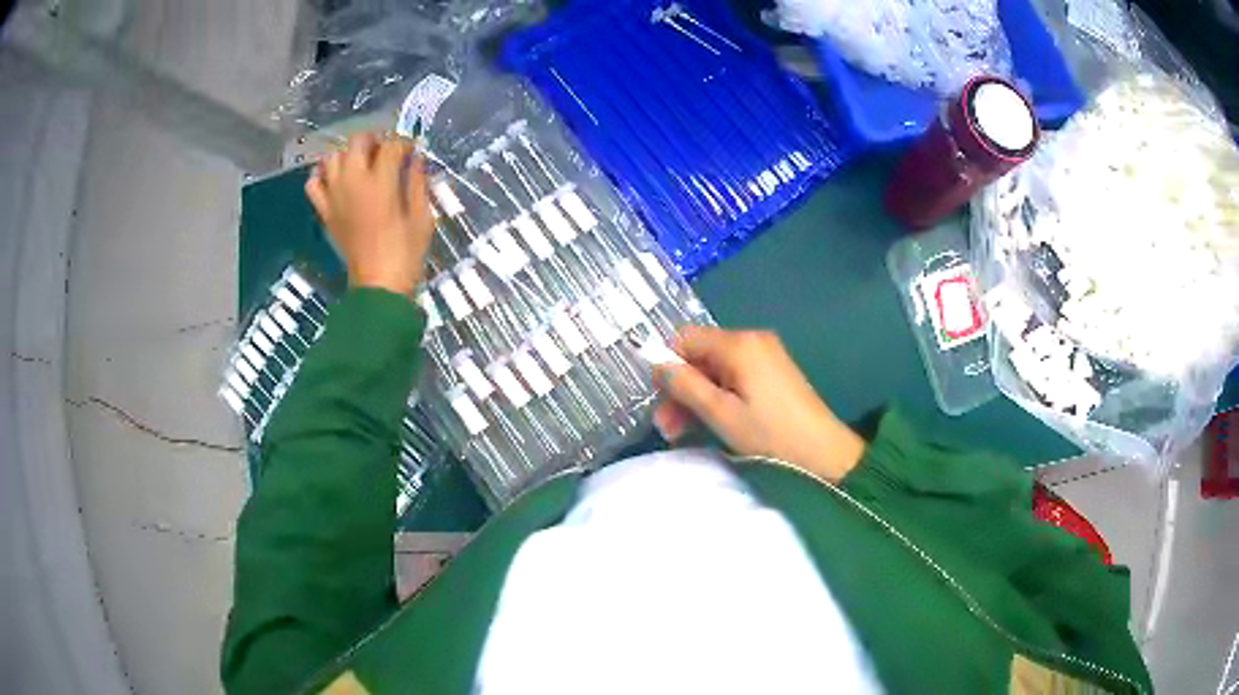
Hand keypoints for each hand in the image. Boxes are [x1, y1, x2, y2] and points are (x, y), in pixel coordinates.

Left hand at [305, 132, 433, 295]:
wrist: (378, 286)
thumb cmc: (405, 253)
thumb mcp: (422, 216)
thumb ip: (417, 183)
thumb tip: (415, 160)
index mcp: (381, 182)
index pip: (392, 146)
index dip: (405, 143)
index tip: (412, 150)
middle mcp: (353, 182)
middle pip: (357, 142)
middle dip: (374, 140)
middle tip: (385, 151)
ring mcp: (334, 196)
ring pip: (333, 157)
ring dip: (347, 155)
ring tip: (361, 164)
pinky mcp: (325, 212)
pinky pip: (313, 184)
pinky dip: (321, 176)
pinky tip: (334, 180)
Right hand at [653, 327, 864, 482]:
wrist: (823, 454)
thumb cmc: (770, 435)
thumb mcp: (720, 413)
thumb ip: (684, 385)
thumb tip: (656, 363)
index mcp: (738, 344)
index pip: (685, 338)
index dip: (666, 365)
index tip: (658, 399)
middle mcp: (752, 340)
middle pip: (700, 355)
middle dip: (680, 388)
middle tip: (666, 427)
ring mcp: (765, 356)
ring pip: (715, 369)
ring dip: (696, 397)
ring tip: (681, 433)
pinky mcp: (773, 373)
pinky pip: (733, 377)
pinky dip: (717, 397)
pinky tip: (709, 423)